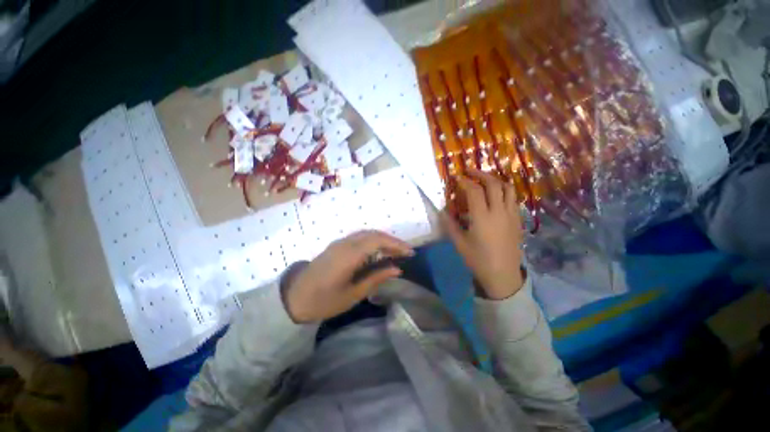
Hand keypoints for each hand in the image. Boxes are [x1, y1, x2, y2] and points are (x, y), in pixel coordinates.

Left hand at [282, 230, 413, 322]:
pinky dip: (372, 240)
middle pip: (373, 234)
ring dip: (382, 238)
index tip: (410, 253)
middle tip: (405, 252)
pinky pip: (359, 237)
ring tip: (395, 250)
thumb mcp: (353, 294)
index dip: (396, 244)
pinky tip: (377, 250)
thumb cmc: (323, 301)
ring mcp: (339, 242)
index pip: (378, 241)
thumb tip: (397, 269)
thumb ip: (376, 278)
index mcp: (349, 255)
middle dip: (392, 240)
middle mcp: (345, 243)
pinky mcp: (336, 245)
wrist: (293, 298)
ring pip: (366, 233)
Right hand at [441, 169, 524, 299]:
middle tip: (470, 170)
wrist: (502, 275)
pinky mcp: (517, 220)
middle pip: (493, 184)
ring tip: (485, 178)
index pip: (474, 191)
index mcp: (482, 217)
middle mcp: (498, 212)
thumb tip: (442, 210)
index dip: (464, 181)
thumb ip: (450, 224)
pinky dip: (504, 190)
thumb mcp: (459, 243)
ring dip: (495, 179)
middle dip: (480, 174)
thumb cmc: (478, 260)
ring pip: (507, 188)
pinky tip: (496, 195)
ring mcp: (511, 215)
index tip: (457, 177)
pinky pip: (513, 198)